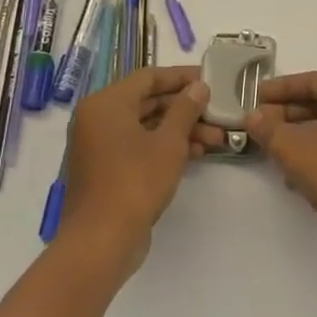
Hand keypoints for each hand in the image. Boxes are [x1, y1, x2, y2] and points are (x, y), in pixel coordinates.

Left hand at [58, 66, 211, 268]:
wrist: (102, 239)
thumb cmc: (136, 181)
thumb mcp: (169, 142)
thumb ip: (185, 109)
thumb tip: (199, 87)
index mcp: (107, 103)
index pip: (149, 77)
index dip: (181, 77)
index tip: (210, 79)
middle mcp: (98, 119)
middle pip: (148, 102)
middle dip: (186, 108)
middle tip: (218, 113)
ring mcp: (99, 145)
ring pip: (146, 126)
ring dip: (180, 129)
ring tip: (216, 138)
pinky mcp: (106, 168)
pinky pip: (138, 145)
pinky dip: (164, 146)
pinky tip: (196, 153)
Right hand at [245, 72, 316, 264]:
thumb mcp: (290, 144)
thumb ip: (267, 127)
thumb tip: (252, 117)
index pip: (314, 80)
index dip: (282, 86)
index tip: (254, 95)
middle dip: (285, 112)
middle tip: (255, 122)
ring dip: (293, 137)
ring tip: (264, 146)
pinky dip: (307, 158)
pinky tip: (286, 175)